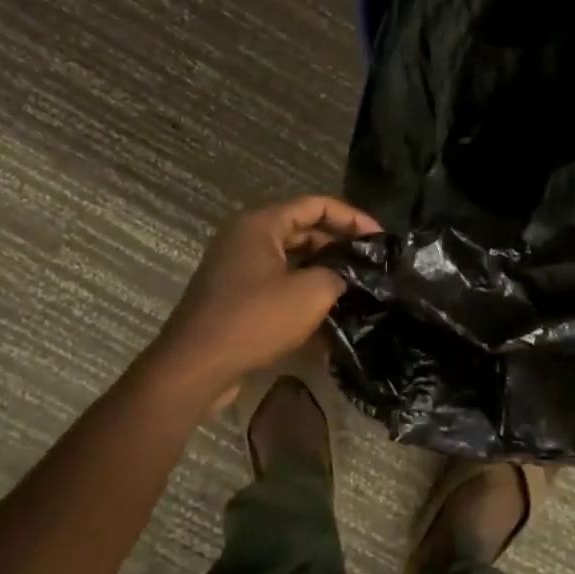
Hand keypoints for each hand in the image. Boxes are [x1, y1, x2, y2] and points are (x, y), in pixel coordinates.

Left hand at [153, 195, 380, 398]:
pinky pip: (275, 284)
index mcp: (261, 224)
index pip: (316, 205)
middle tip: (370, 263)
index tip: (380, 238)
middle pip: (302, 230)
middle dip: (338, 245)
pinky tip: (326, 317)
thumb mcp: (310, 294)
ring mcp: (236, 268)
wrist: (194, 368)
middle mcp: (245, 238)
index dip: (352, 217)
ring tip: (355, 288)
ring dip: (321, 271)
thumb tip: (348, 275)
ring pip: (289, 260)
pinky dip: (300, 293)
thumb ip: (338, 275)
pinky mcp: (233, 297)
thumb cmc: (253, 320)